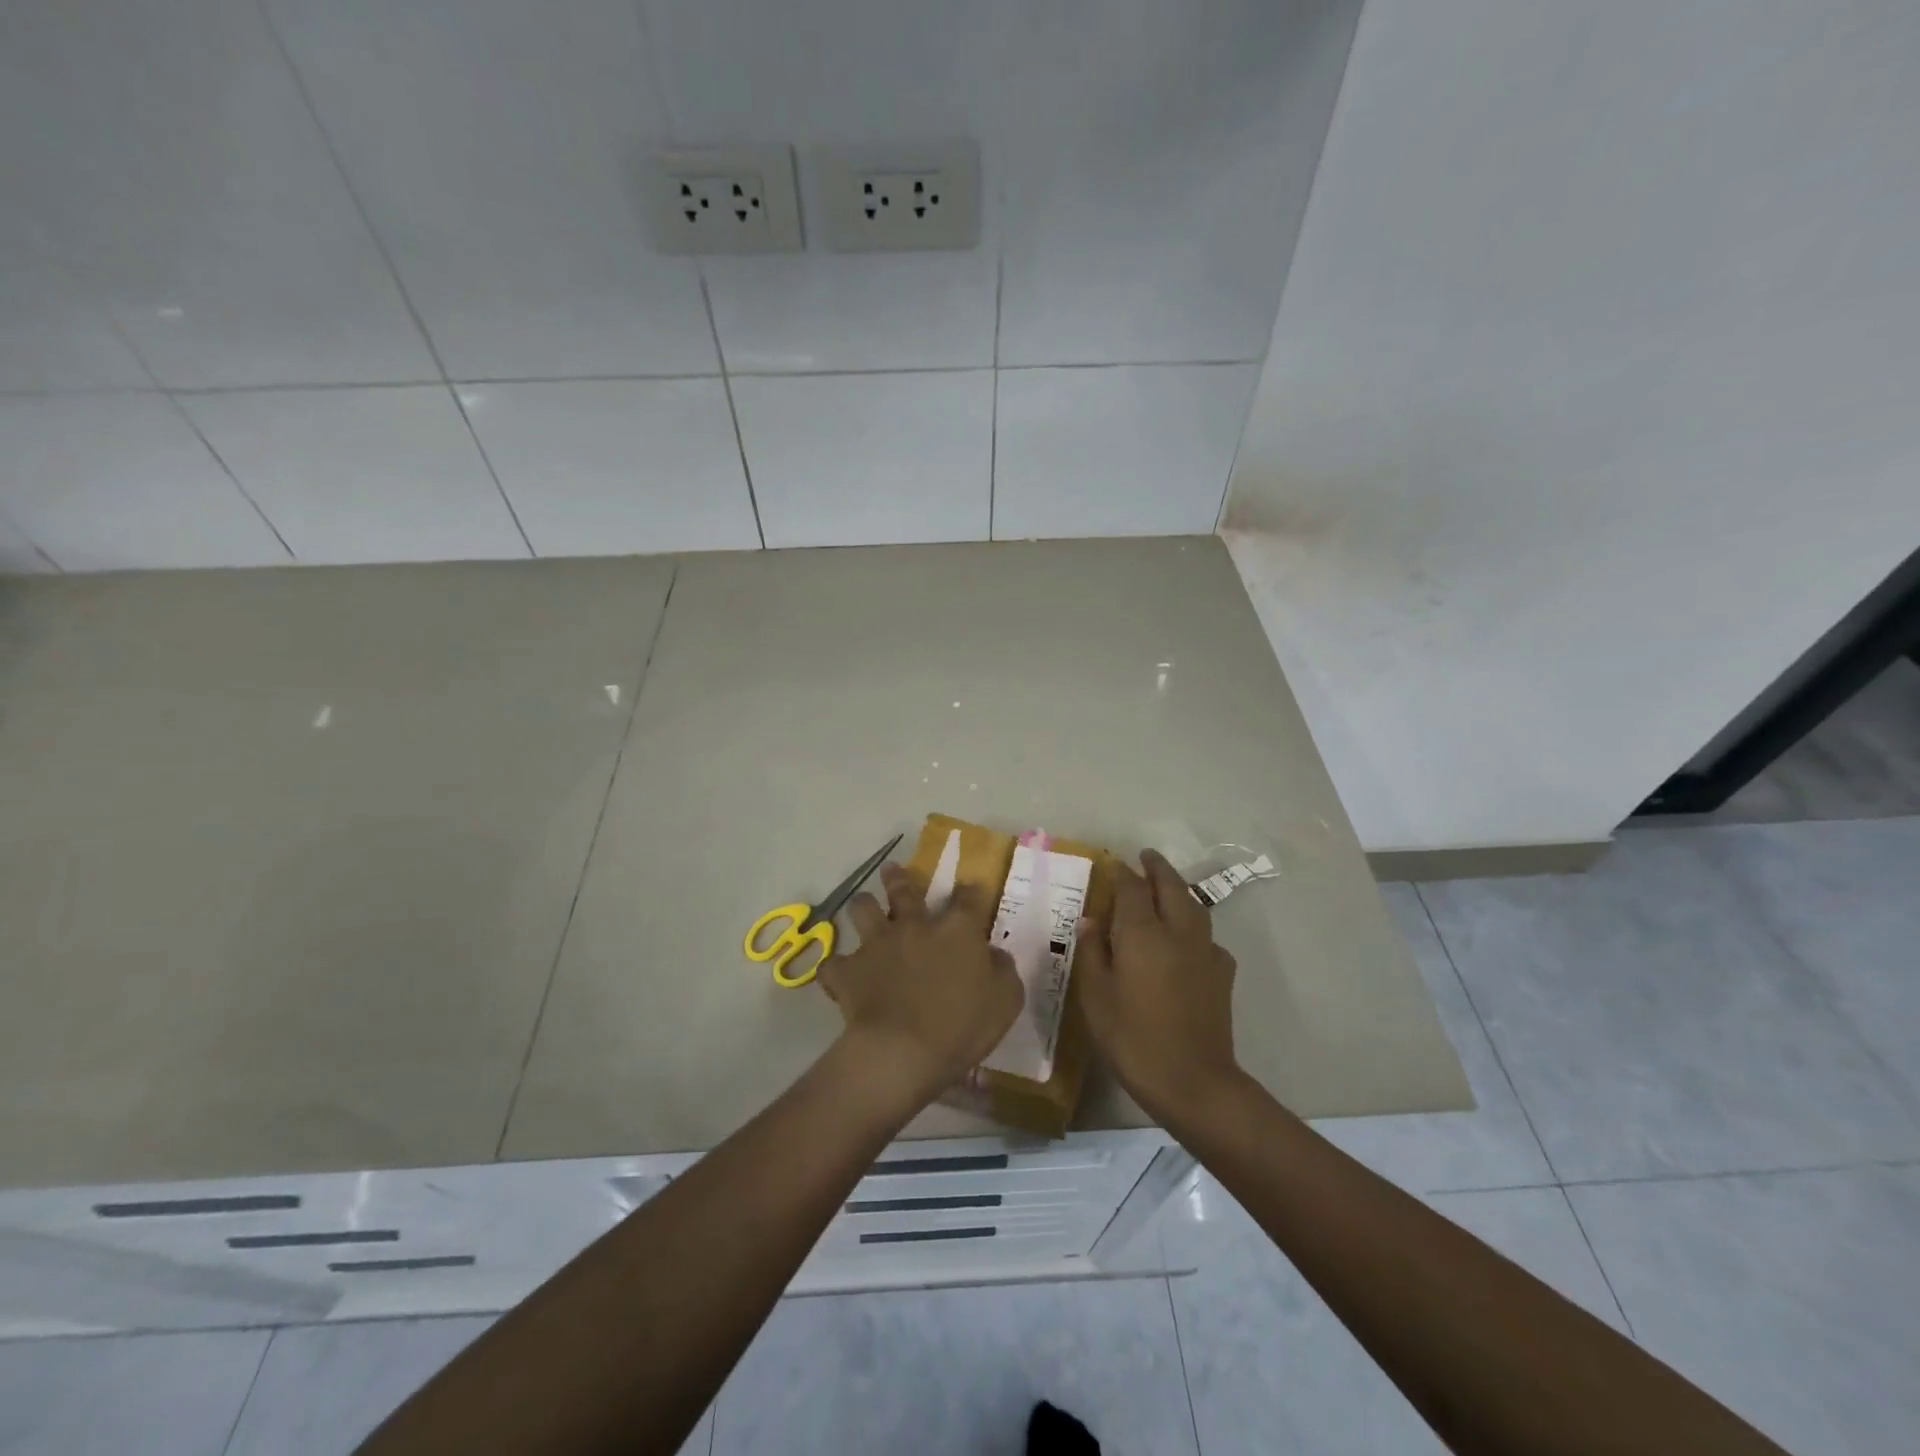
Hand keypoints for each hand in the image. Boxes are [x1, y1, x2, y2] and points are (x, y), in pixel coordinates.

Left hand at [819, 863, 1023, 1110]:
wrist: (903, 1051)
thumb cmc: (961, 1026)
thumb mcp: (1005, 1000)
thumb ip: (1002, 970)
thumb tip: (993, 954)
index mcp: (955, 930)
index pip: (967, 898)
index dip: (969, 890)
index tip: (969, 888)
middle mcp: (913, 926)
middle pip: (903, 890)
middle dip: (898, 877)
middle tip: (892, 869)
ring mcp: (876, 945)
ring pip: (862, 909)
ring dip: (863, 907)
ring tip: (863, 907)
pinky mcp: (848, 971)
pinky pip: (833, 964)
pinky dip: (836, 968)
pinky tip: (839, 973)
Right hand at [1076, 849, 1239, 1123]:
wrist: (1193, 1081)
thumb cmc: (1132, 1037)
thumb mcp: (1095, 996)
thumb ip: (1093, 952)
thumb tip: (1092, 920)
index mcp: (1143, 932)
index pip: (1132, 888)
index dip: (1122, 873)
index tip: (1113, 864)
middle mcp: (1177, 932)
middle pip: (1171, 886)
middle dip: (1157, 868)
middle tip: (1146, 857)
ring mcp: (1205, 952)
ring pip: (1194, 907)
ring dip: (1179, 890)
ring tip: (1166, 888)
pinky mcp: (1221, 975)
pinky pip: (1207, 937)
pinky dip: (1194, 927)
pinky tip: (1187, 942)